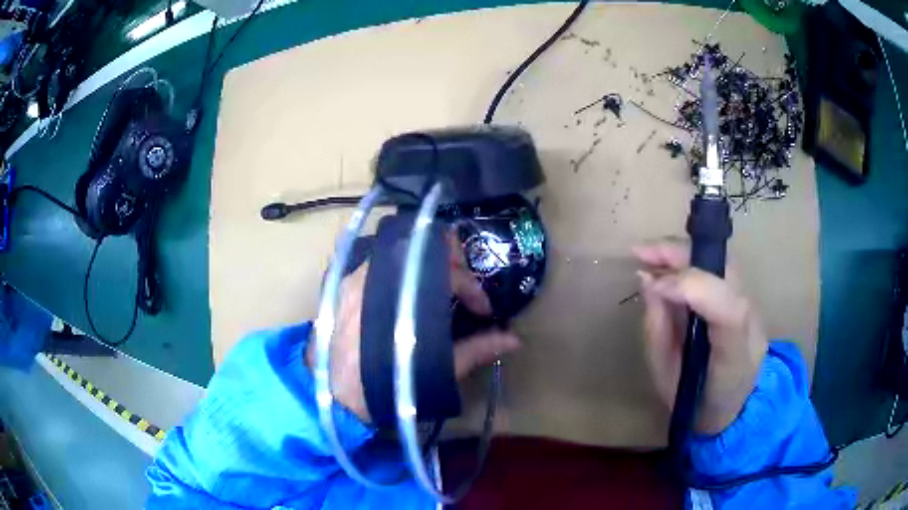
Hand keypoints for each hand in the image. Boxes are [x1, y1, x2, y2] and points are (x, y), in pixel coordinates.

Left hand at [306, 232, 521, 422]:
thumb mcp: (434, 372)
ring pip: (397, 252)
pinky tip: (407, 293)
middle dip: (450, 262)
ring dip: (424, 266)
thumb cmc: (383, 390)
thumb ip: (476, 351)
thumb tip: (513, 340)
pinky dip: (399, 271)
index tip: (482, 308)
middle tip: (462, 288)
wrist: (330, 403)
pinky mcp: (339, 286)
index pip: (446, 272)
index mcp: (400, 298)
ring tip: (438, 290)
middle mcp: (372, 277)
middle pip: (420, 246)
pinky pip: (375, 264)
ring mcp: (351, 279)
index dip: (472, 286)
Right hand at [634, 240, 767, 434]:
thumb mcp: (665, 377)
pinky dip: (692, 261)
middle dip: (681, 255)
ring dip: (684, 253)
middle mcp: (752, 325)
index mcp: (735, 357)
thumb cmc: (692, 403)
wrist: (729, 412)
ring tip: (649, 254)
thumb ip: (658, 328)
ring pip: (723, 263)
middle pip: (726, 272)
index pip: (728, 311)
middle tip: (640, 252)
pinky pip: (720, 270)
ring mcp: (754, 310)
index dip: (691, 287)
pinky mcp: (747, 301)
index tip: (649, 280)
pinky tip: (668, 264)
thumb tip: (647, 279)